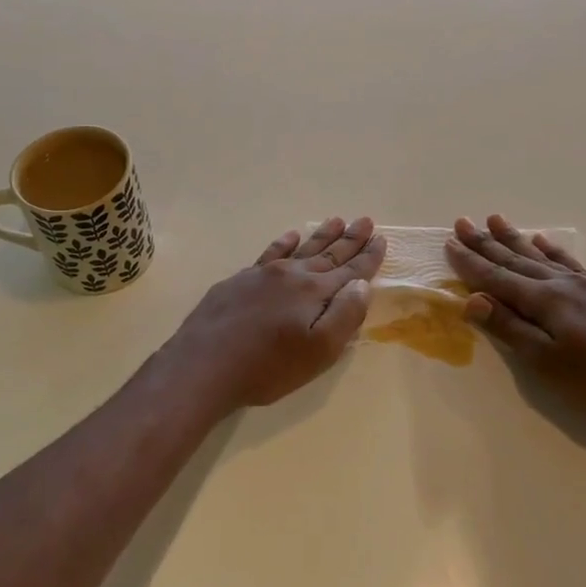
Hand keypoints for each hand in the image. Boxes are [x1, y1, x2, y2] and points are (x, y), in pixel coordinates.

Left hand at [169, 217, 385, 412]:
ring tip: (336, 220)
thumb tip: (361, 284)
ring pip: (300, 249)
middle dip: (350, 239)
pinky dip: (283, 243)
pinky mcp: (239, 281)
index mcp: (315, 292)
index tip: (382, 240)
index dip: (369, 257)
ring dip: (321, 236)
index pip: (350, 270)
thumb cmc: (268, 366)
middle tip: (365, 220)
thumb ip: (345, 316)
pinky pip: (269, 253)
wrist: (204, 364)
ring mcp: (263, 275)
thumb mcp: (319, 351)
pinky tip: (290, 236)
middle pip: (328, 254)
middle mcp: (292, 275)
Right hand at [446, 215, 585, 429]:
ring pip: (541, 256)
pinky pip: (570, 262)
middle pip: (516, 260)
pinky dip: (553, 249)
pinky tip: (545, 241)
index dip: (471, 263)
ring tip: (495, 219)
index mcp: (544, 301)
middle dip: (486, 243)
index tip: (449, 243)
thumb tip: (472, 300)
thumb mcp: (547, 363)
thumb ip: (509, 329)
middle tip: (463, 222)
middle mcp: (562, 284)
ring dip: (515, 238)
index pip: (497, 278)